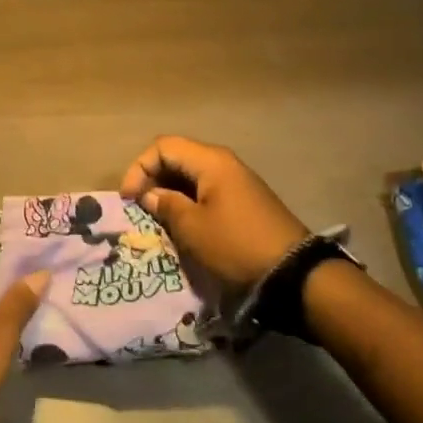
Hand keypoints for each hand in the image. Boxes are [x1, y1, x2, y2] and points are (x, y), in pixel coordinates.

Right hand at [121, 137, 308, 290]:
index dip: (139, 168)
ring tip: (157, 218)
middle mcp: (224, 163)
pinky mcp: (244, 202)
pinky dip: (188, 202)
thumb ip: (166, 205)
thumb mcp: (192, 228)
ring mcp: (237, 182)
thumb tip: (151, 195)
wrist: (293, 274)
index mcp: (210, 161)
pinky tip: (182, 224)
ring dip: (170, 192)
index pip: (163, 147)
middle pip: (177, 158)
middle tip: (139, 208)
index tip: (129, 199)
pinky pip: (207, 191)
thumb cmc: (236, 245)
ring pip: (192, 176)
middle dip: (153, 179)